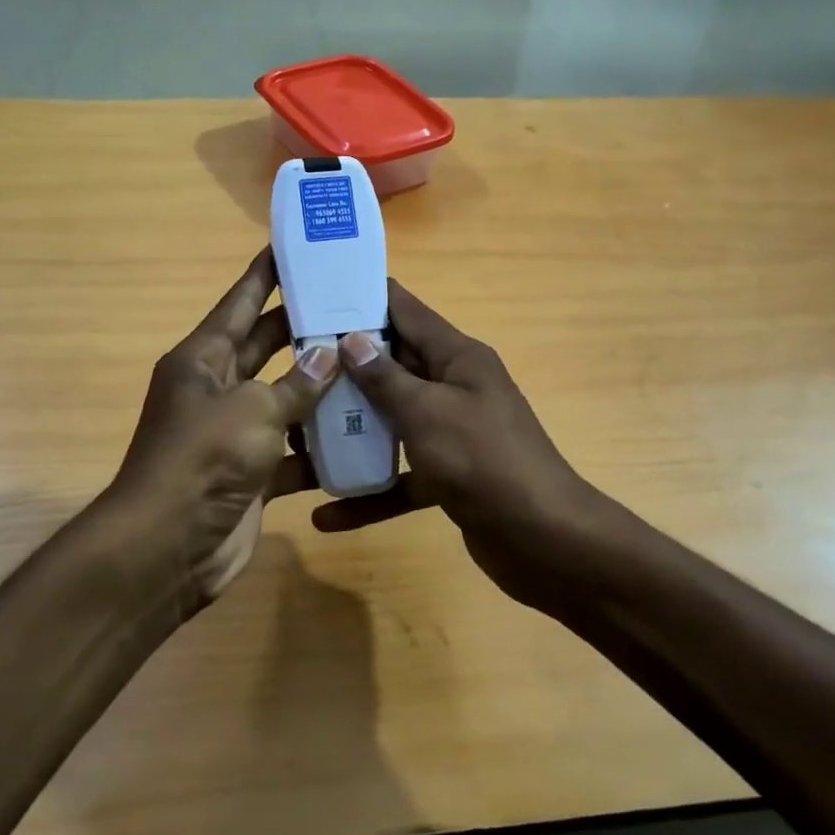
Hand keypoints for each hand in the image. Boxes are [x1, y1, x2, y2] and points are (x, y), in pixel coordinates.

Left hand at [103, 249, 337, 609]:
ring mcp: (235, 434)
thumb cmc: (203, 460)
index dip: (264, 275)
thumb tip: (329, 352)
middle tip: (352, 306)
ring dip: (321, 389)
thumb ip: (297, 383)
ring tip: (370, 364)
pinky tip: (361, 434)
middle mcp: (217, 390)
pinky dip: (319, 447)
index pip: (239, 304)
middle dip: (304, 329)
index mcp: (203, 360)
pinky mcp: (253, 473)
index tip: (291, 247)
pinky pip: (293, 450)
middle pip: (266, 348)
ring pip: (285, 400)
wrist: (169, 548)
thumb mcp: (253, 410)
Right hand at [311, 282, 603, 607]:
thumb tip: (352, 338)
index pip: (406, 311)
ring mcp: (452, 434)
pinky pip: (401, 477)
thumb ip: (387, 377)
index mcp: (458, 358)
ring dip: (351, 431)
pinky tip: (327, 515)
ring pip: (393, 422)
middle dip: (345, 368)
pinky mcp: (448, 477)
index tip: (315, 294)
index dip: (363, 298)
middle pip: (393, 367)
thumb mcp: (428, 412)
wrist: (543, 540)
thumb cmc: (484, 461)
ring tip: (299, 435)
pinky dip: (370, 493)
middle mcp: (455, 388)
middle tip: (290, 367)